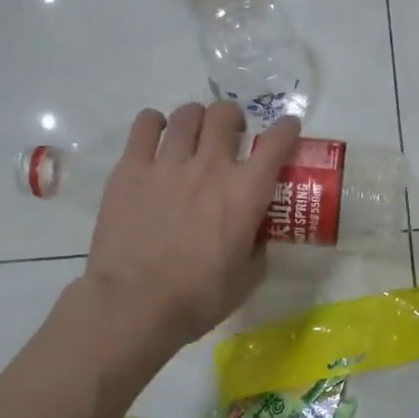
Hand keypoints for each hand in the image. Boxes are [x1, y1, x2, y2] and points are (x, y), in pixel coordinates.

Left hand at [76, 102, 301, 355]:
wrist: (136, 303)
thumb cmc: (198, 297)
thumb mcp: (247, 277)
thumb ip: (257, 247)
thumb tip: (256, 236)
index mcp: (246, 192)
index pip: (276, 142)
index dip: (286, 129)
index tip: (287, 129)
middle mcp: (210, 166)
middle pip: (225, 115)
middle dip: (233, 118)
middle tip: (231, 134)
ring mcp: (168, 163)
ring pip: (187, 114)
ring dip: (197, 119)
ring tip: (193, 134)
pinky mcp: (131, 168)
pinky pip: (145, 125)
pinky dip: (155, 123)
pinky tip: (157, 135)